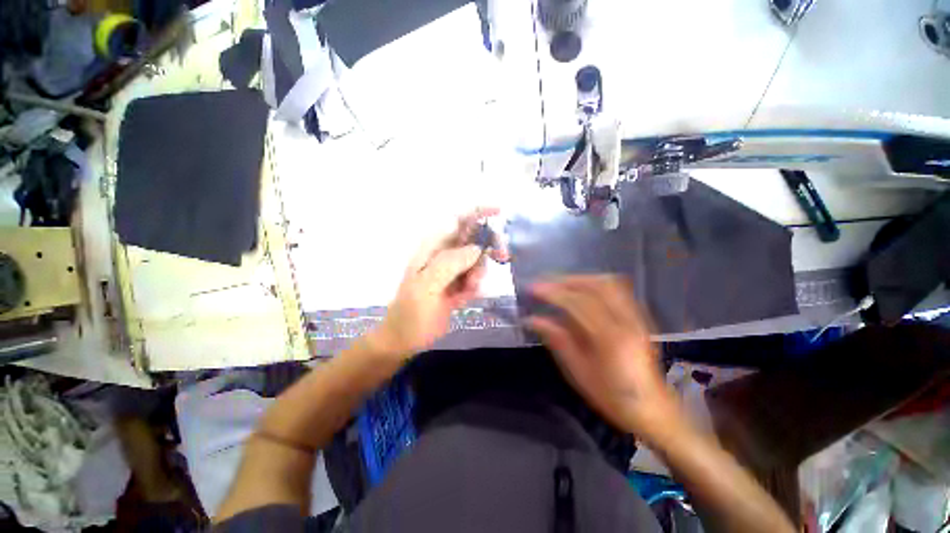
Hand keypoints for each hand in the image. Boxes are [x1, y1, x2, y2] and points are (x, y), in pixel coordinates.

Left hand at [371, 209, 499, 357]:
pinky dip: (474, 287)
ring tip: (467, 290)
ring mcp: (452, 270)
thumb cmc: (412, 312)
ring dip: (478, 273)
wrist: (406, 338)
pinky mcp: (458, 284)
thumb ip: (450, 263)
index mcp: (433, 248)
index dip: (477, 212)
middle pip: (473, 238)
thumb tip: (476, 249)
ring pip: (477, 260)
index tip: (500, 212)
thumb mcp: (427, 286)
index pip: (457, 220)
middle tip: (502, 257)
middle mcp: (444, 254)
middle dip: (487, 247)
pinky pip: (475, 278)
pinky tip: (463, 298)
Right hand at [527, 275, 681, 440]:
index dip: (553, 292)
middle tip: (544, 283)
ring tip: (559, 284)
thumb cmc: (612, 396)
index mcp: (610, 338)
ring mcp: (636, 317)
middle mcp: (626, 321)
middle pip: (595, 286)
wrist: (653, 409)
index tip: (533, 288)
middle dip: (566, 280)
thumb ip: (557, 340)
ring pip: (608, 284)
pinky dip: (594, 283)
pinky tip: (581, 289)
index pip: (578, 304)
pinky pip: (616, 290)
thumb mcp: (579, 372)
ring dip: (580, 279)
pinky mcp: (639, 317)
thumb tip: (532, 319)